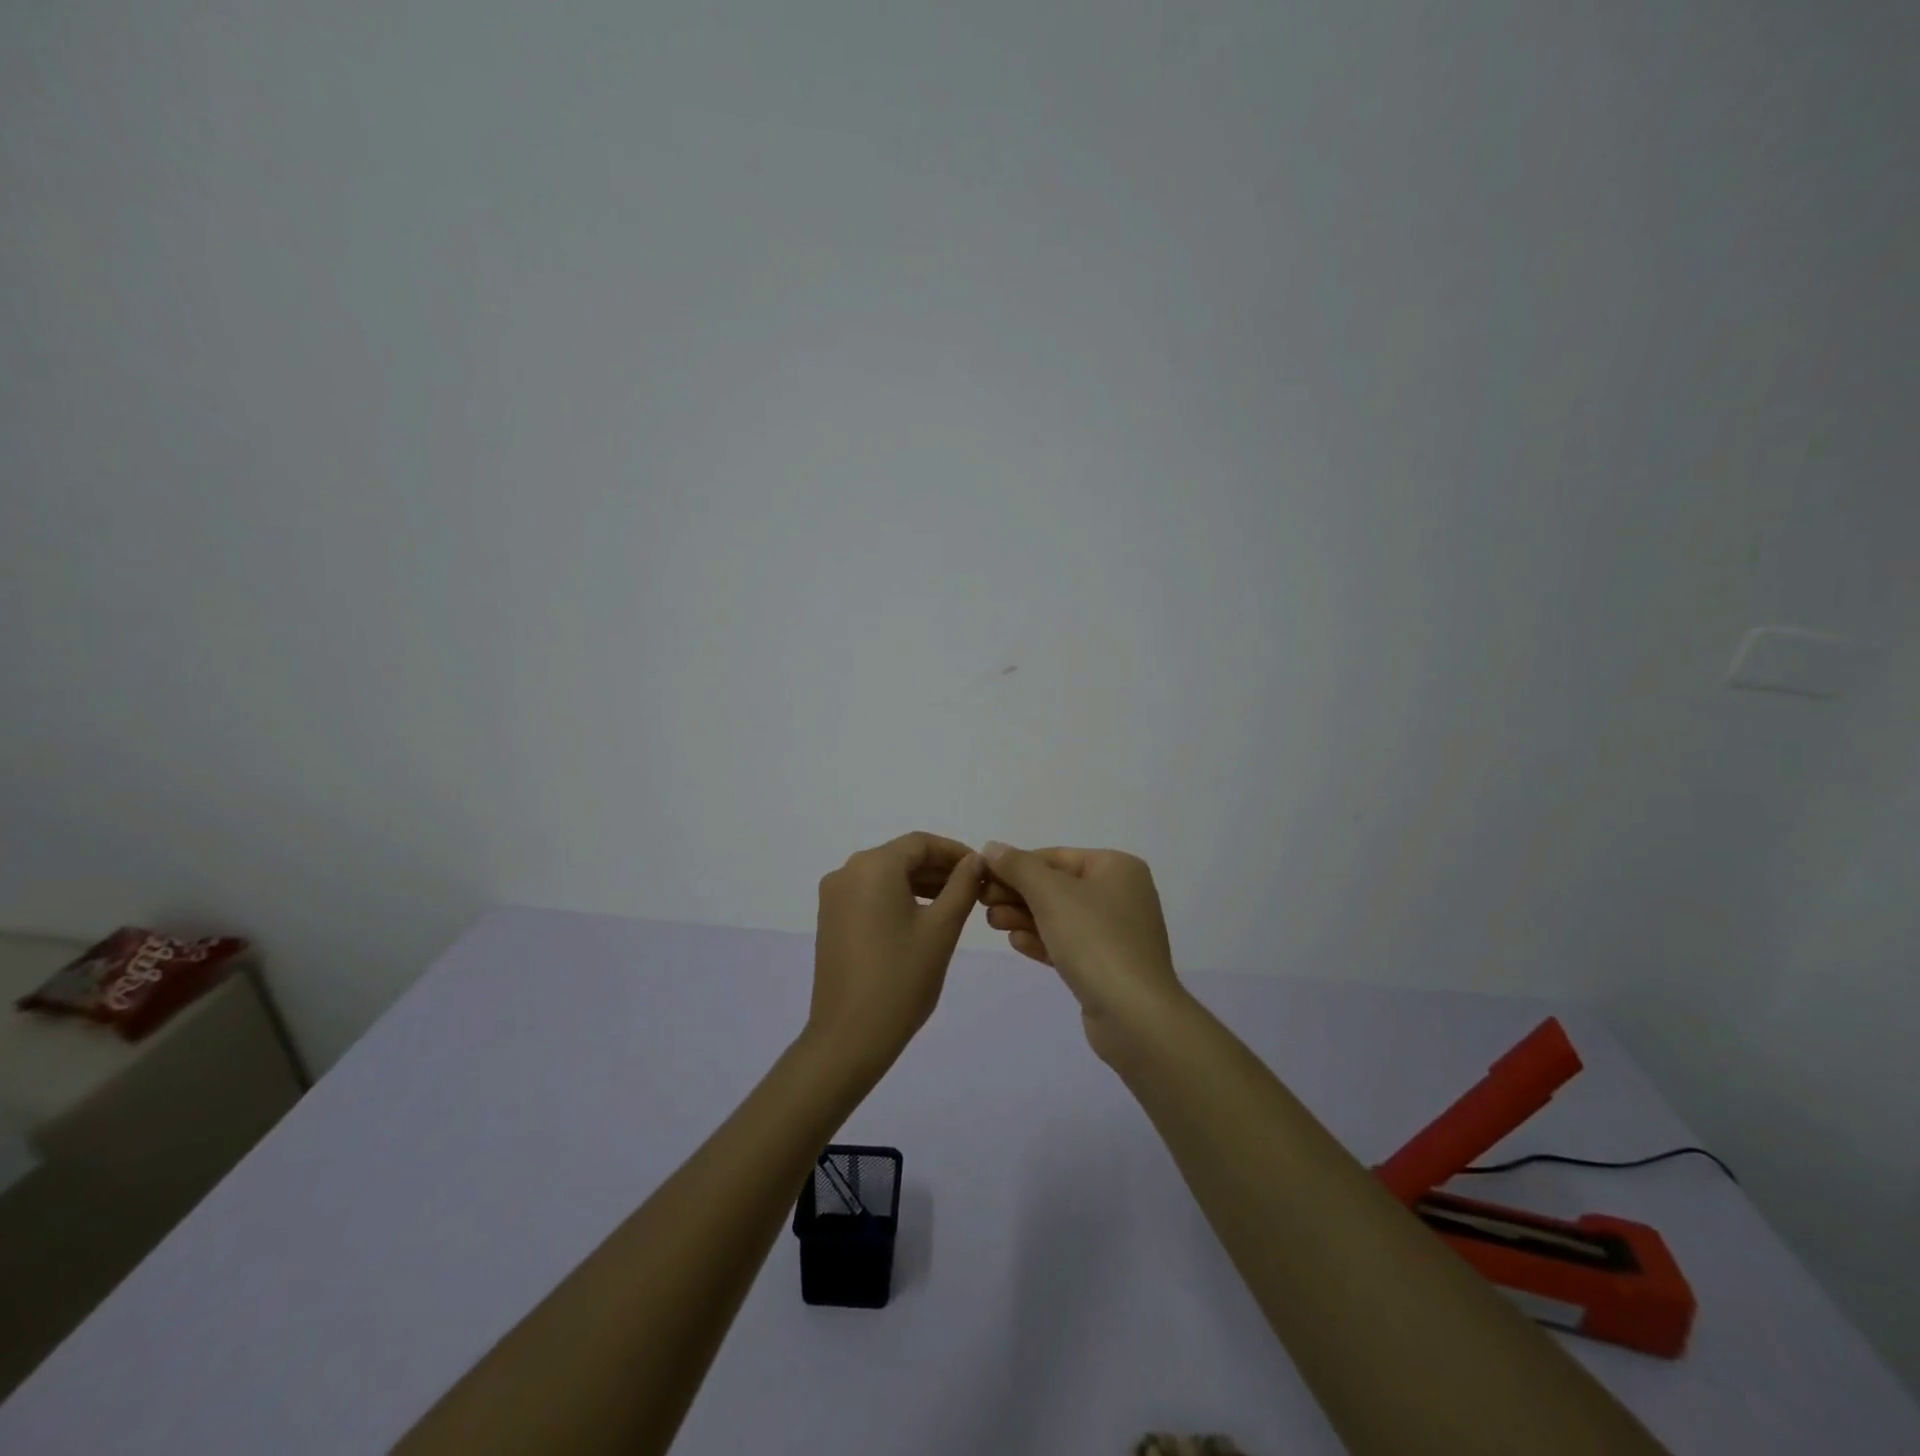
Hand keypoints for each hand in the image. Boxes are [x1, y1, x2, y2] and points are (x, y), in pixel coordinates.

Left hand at [809, 832, 982, 1073]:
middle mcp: (847, 872)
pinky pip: (870, 895)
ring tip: (955, 904)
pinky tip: (923, 918)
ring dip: (920, 884)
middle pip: (901, 857)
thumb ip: (962, 886)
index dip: (955, 852)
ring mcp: (834, 897)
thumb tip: (975, 860)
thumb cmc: (902, 978)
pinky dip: (898, 898)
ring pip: (886, 876)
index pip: (920, 844)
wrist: (849, 1037)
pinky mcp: (831, 920)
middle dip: (939, 869)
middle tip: (975, 888)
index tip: (984, 869)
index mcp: (873, 866)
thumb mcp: (942, 928)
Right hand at [979, 843, 1187, 1060]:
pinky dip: (1042, 940)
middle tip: (982, 902)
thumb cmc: (1094, 940)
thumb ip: (1018, 867)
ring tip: (992, 923)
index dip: (1016, 865)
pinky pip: (1069, 944)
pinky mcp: (1108, 966)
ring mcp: (1116, 933)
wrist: (1134, 1015)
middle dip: (1018, 893)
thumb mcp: (1051, 894)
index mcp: (1117, 868)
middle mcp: (1121, 894)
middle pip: (1057, 886)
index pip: (1056, 857)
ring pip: (1060, 916)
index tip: (982, 877)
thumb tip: (992, 847)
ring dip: (1024, 917)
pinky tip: (1015, 942)